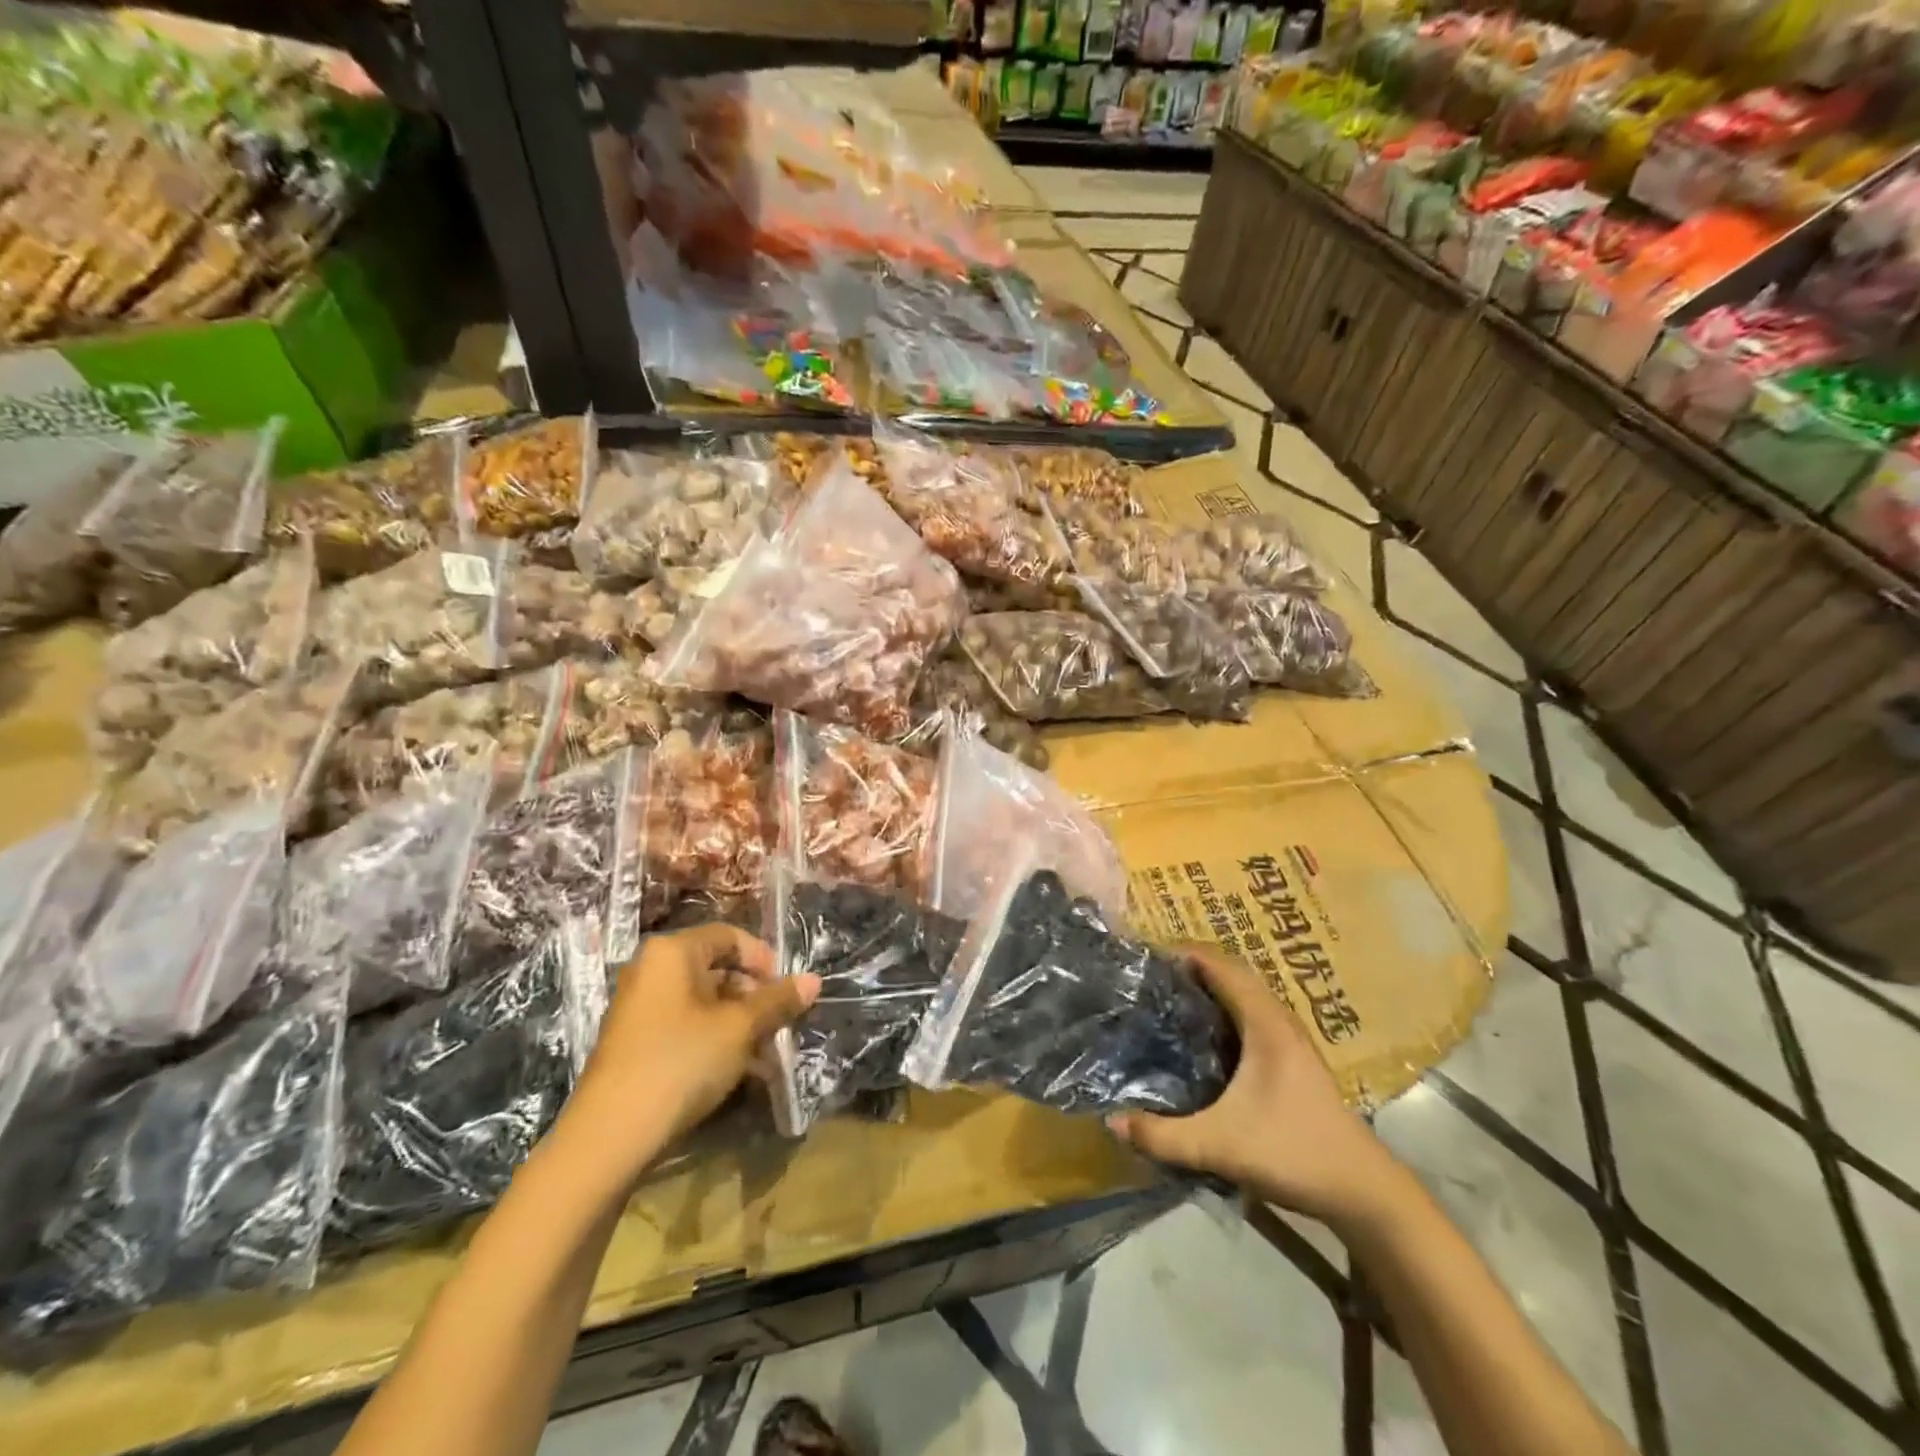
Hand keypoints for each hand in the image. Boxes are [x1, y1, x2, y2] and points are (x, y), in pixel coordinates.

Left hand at [565, 924, 819, 1182]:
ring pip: (703, 1002)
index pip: (729, 936)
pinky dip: (714, 1040)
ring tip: (766, 1053)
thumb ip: (777, 1001)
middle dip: (754, 996)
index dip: (764, 958)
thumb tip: (814, 980)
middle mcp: (651, 970)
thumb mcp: (740, 1028)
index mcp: (672, 952)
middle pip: (716, 968)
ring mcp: (639, 1008)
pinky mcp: (635, 1043)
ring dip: (739, 1023)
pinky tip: (739, 1071)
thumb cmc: (681, 1062)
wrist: (610, 1136)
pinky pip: (685, 1027)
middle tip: (779, 1024)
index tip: (786, 990)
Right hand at [1106, 943, 1402, 1229]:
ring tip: (1172, 997)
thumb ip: (1164, 1136)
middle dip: (1195, 967)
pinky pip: (1254, 1016)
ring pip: (1247, 996)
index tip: (1148, 955)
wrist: (1364, 1192)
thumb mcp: (1220, 1146)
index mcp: (1265, 1023)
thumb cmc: (1295, 1152)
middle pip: (1234, 974)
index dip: (1186, 953)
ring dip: (1213, 988)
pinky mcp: (1295, 1061)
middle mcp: (1280, 1021)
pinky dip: (1227, 1010)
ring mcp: (1292, 1041)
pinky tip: (1205, 1036)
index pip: (1222, 966)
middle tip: (1153, 976)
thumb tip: (1113, 1122)